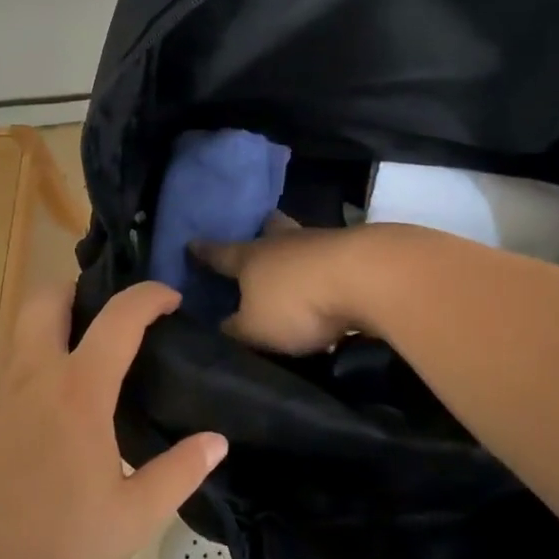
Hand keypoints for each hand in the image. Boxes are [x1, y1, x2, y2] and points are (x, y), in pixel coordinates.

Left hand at [0, 282, 226, 558]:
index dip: (149, 296)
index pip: (119, 317)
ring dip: (52, 336)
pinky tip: (39, 430)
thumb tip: (216, 441)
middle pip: (47, 298)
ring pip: (21, 337)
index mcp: (78, 390)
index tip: (170, 298)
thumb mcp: (132, 518)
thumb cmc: (52, 546)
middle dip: (79, 292)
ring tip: (79, 378)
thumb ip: (179, 473)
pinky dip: (28, 381)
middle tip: (106, 321)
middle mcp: (31, 376)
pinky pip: (3, 379)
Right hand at [191, 224, 377, 354]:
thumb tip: (223, 325)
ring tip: (296, 265)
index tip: (191, 243)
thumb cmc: (297, 302)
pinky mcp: (355, 252)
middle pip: (269, 230)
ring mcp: (322, 242)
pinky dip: (327, 267)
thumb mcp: (256, 328)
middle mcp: (283, 242)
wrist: (367, 278)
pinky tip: (331, 282)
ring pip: (302, 241)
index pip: (219, 253)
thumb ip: (237, 328)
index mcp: (250, 257)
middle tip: (259, 234)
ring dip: (298, 251)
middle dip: (262, 233)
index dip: (204, 252)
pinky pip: (332, 257)